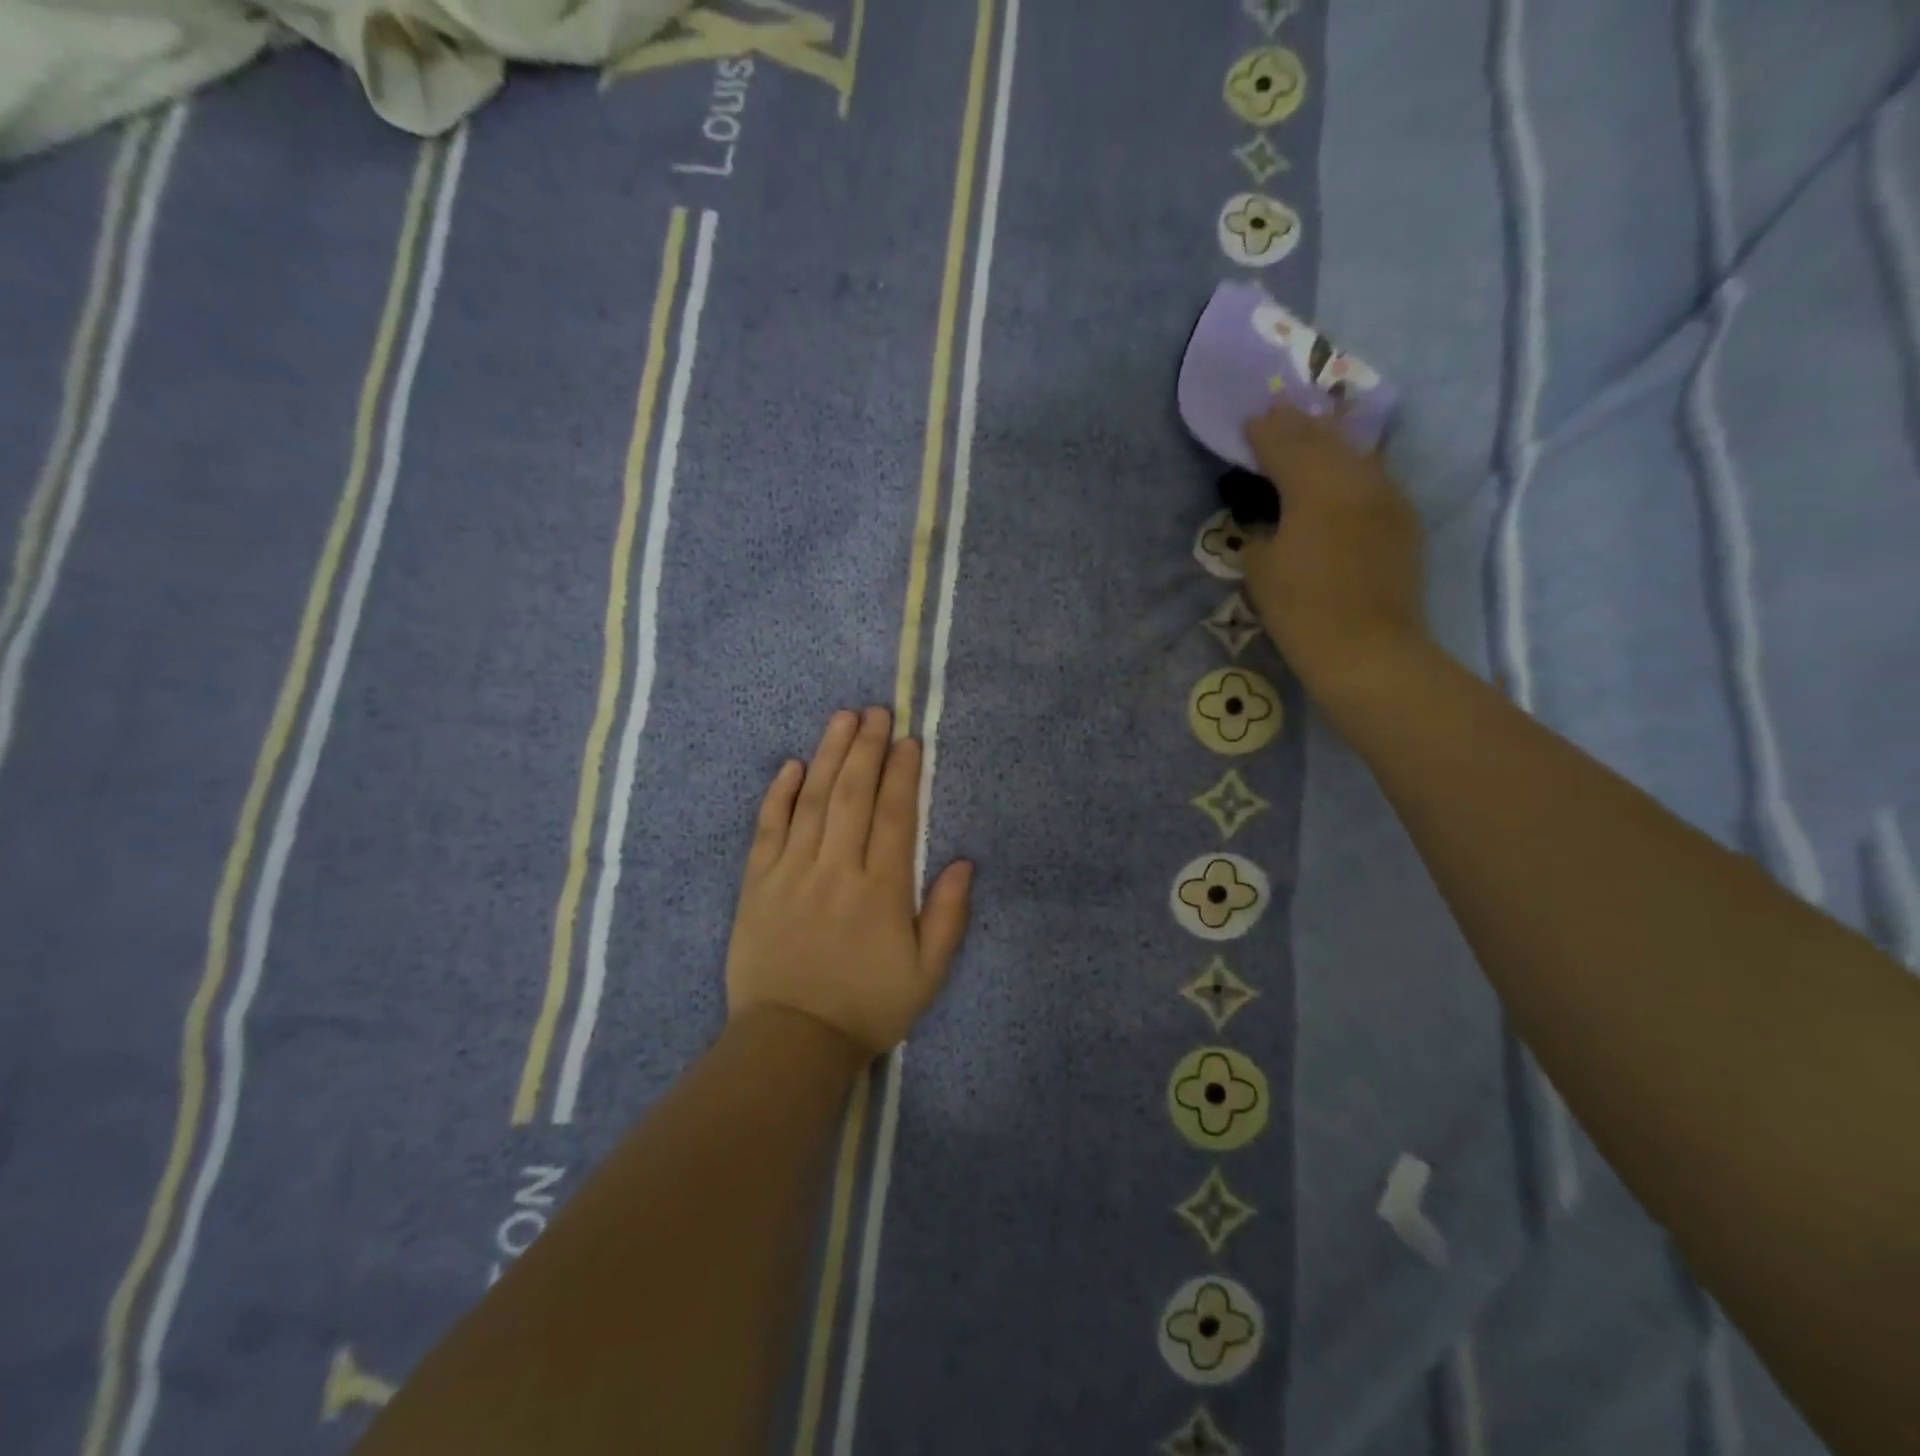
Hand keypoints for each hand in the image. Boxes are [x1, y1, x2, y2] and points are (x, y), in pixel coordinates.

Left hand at [725, 708, 973, 1059]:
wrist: (791, 1042)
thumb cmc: (866, 1007)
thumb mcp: (927, 975)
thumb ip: (948, 917)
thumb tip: (964, 863)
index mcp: (881, 890)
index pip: (893, 816)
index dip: (901, 773)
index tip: (907, 740)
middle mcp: (836, 870)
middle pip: (852, 795)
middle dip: (865, 748)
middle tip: (875, 711)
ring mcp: (792, 873)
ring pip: (812, 801)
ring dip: (828, 755)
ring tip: (841, 718)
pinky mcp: (757, 884)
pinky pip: (767, 828)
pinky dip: (779, 794)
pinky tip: (790, 765)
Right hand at [1240, 400, 1429, 710]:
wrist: (1367, 650)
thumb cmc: (1302, 610)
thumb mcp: (1261, 569)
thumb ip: (1261, 531)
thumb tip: (1270, 519)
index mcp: (1315, 486)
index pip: (1286, 444)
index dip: (1265, 431)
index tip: (1250, 420)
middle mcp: (1357, 479)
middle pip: (1325, 440)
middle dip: (1299, 426)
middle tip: (1278, 412)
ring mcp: (1388, 498)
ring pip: (1355, 454)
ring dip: (1330, 441)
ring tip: (1311, 432)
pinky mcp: (1403, 522)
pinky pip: (1373, 479)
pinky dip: (1352, 469)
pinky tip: (1343, 473)